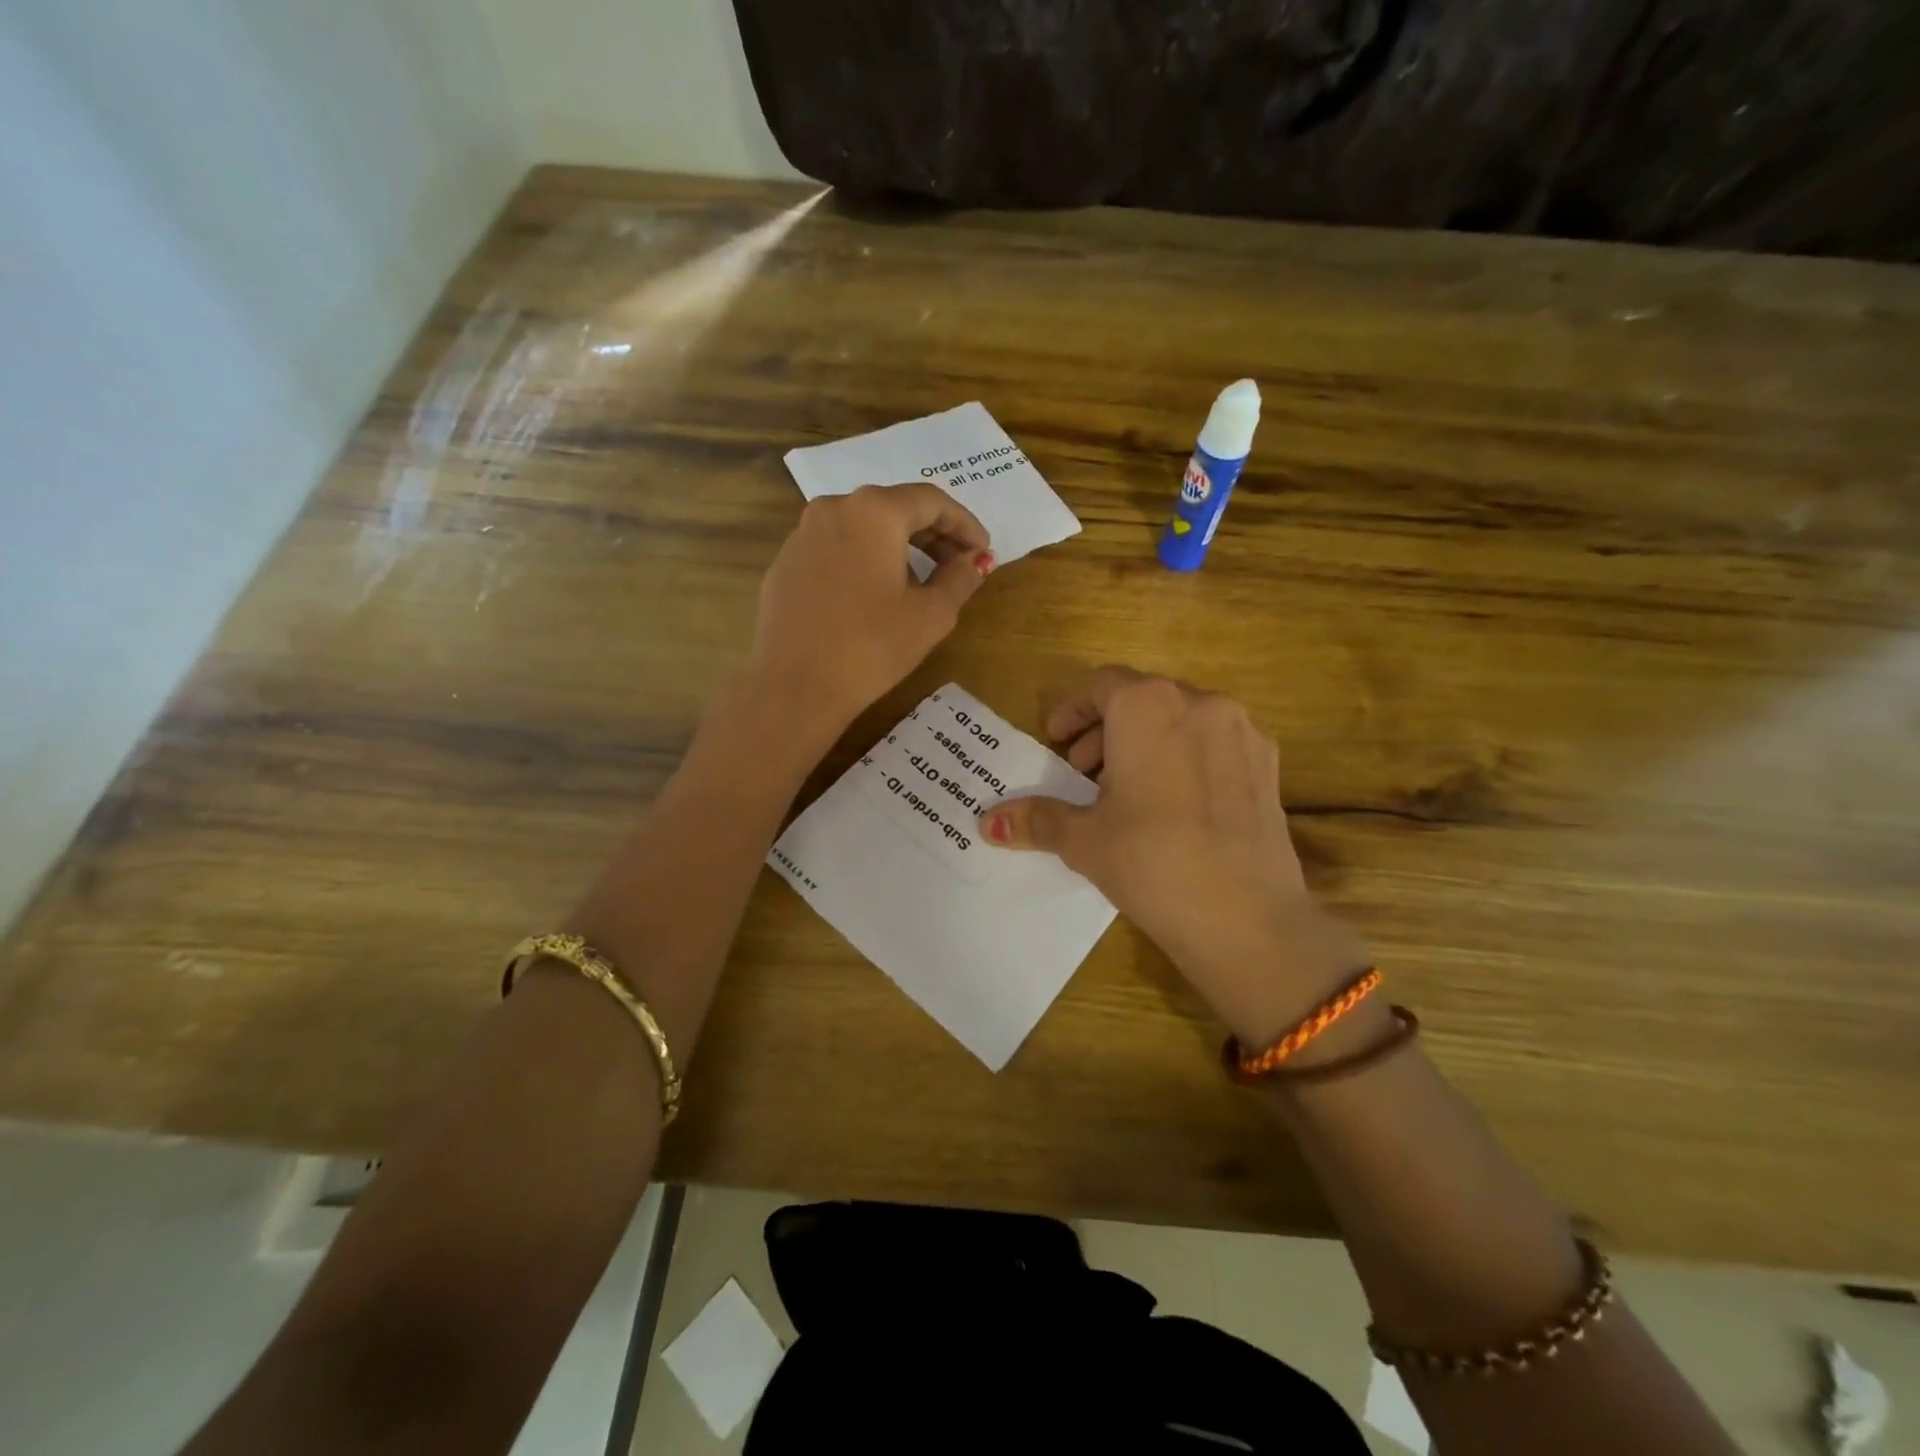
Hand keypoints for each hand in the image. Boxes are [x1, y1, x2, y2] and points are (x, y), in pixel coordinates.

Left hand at [746, 484, 992, 736]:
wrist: (795, 687)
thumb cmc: (872, 648)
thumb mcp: (931, 615)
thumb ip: (960, 578)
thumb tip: (974, 561)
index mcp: (874, 512)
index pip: (931, 501)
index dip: (964, 525)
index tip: (983, 551)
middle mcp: (833, 509)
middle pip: (894, 508)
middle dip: (932, 535)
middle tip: (958, 566)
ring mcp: (802, 535)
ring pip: (862, 528)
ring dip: (897, 547)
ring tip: (919, 583)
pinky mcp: (785, 564)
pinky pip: (835, 549)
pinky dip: (863, 561)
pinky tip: (873, 597)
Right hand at [979, 667, 1368, 1046]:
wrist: (1247, 918)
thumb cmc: (1151, 862)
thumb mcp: (1085, 840)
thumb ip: (1037, 819)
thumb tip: (988, 822)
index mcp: (1149, 706)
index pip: (1101, 685)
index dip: (1072, 710)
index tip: (1055, 742)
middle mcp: (1200, 703)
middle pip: (1142, 699)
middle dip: (1105, 730)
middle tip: (1083, 773)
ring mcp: (1242, 732)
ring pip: (1181, 719)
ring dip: (1145, 742)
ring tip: (1127, 791)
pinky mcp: (1268, 766)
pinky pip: (1214, 744)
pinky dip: (1185, 757)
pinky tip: (1175, 806)